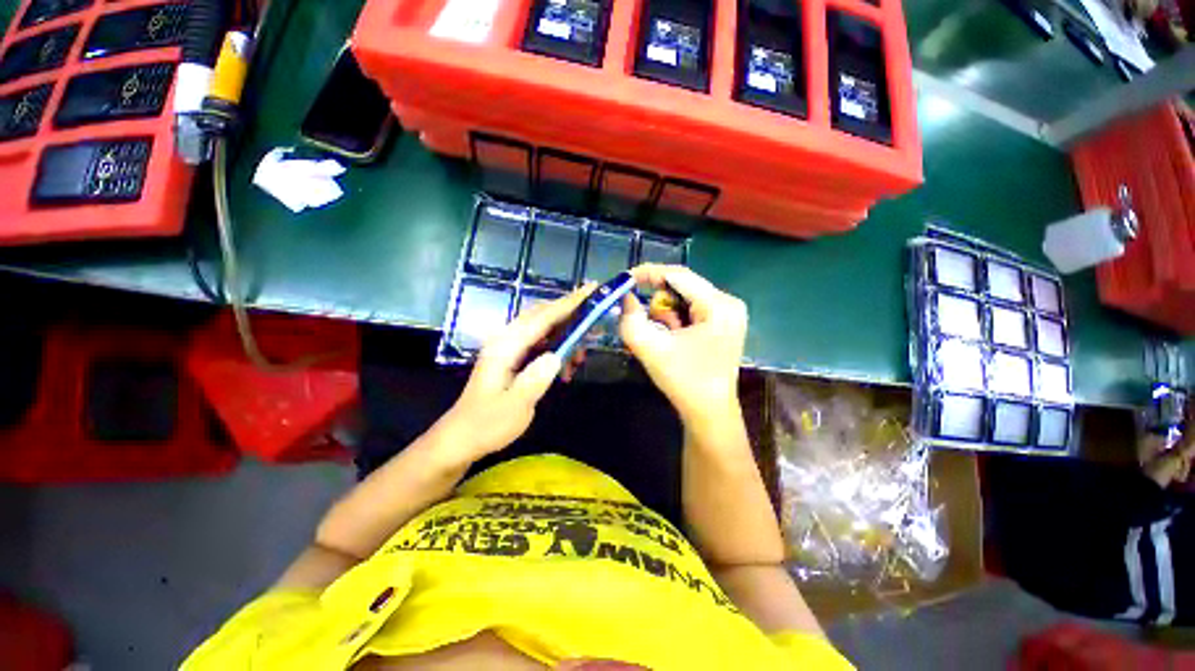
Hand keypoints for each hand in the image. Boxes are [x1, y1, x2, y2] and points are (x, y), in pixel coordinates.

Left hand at [435, 288, 588, 462]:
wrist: (462, 437)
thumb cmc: (487, 425)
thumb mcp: (514, 407)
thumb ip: (535, 380)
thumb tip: (557, 356)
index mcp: (505, 348)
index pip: (541, 318)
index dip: (568, 304)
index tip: (591, 290)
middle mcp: (506, 340)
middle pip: (542, 315)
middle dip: (570, 313)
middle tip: (595, 317)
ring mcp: (509, 347)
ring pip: (542, 328)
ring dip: (565, 335)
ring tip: (581, 355)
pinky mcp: (513, 356)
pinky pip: (540, 342)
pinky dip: (557, 347)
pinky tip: (567, 366)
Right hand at [620, 264, 747, 429]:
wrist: (709, 412)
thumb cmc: (683, 381)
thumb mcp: (650, 349)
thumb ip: (630, 320)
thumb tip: (625, 296)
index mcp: (718, 305)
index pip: (678, 275)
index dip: (648, 273)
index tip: (624, 279)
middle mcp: (728, 302)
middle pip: (682, 286)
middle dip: (660, 305)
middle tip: (653, 327)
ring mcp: (728, 313)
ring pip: (684, 297)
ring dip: (667, 314)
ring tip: (668, 339)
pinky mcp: (723, 322)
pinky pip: (691, 308)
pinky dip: (675, 320)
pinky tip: (676, 339)